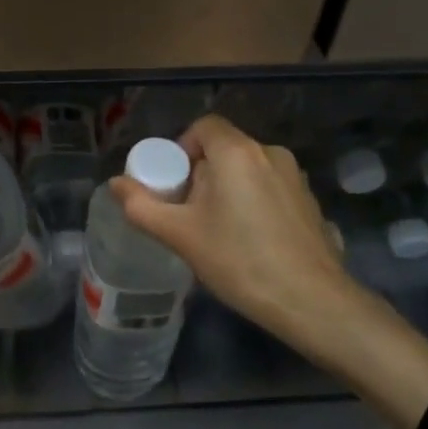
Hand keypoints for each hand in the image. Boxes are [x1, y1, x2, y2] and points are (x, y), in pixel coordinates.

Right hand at [111, 114, 346, 344]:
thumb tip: (115, 184)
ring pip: (248, 169)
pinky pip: (271, 188)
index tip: (174, 184)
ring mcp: (295, 176)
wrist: (312, 302)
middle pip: (225, 148)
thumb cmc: (239, 260)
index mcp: (237, 151)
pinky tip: (252, 241)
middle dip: (202, 173)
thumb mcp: (181, 235)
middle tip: (190, 213)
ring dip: (229, 188)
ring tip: (219, 230)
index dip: (182, 148)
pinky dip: (254, 202)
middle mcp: (269, 152)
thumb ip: (142, 206)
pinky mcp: (310, 201)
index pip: (203, 126)